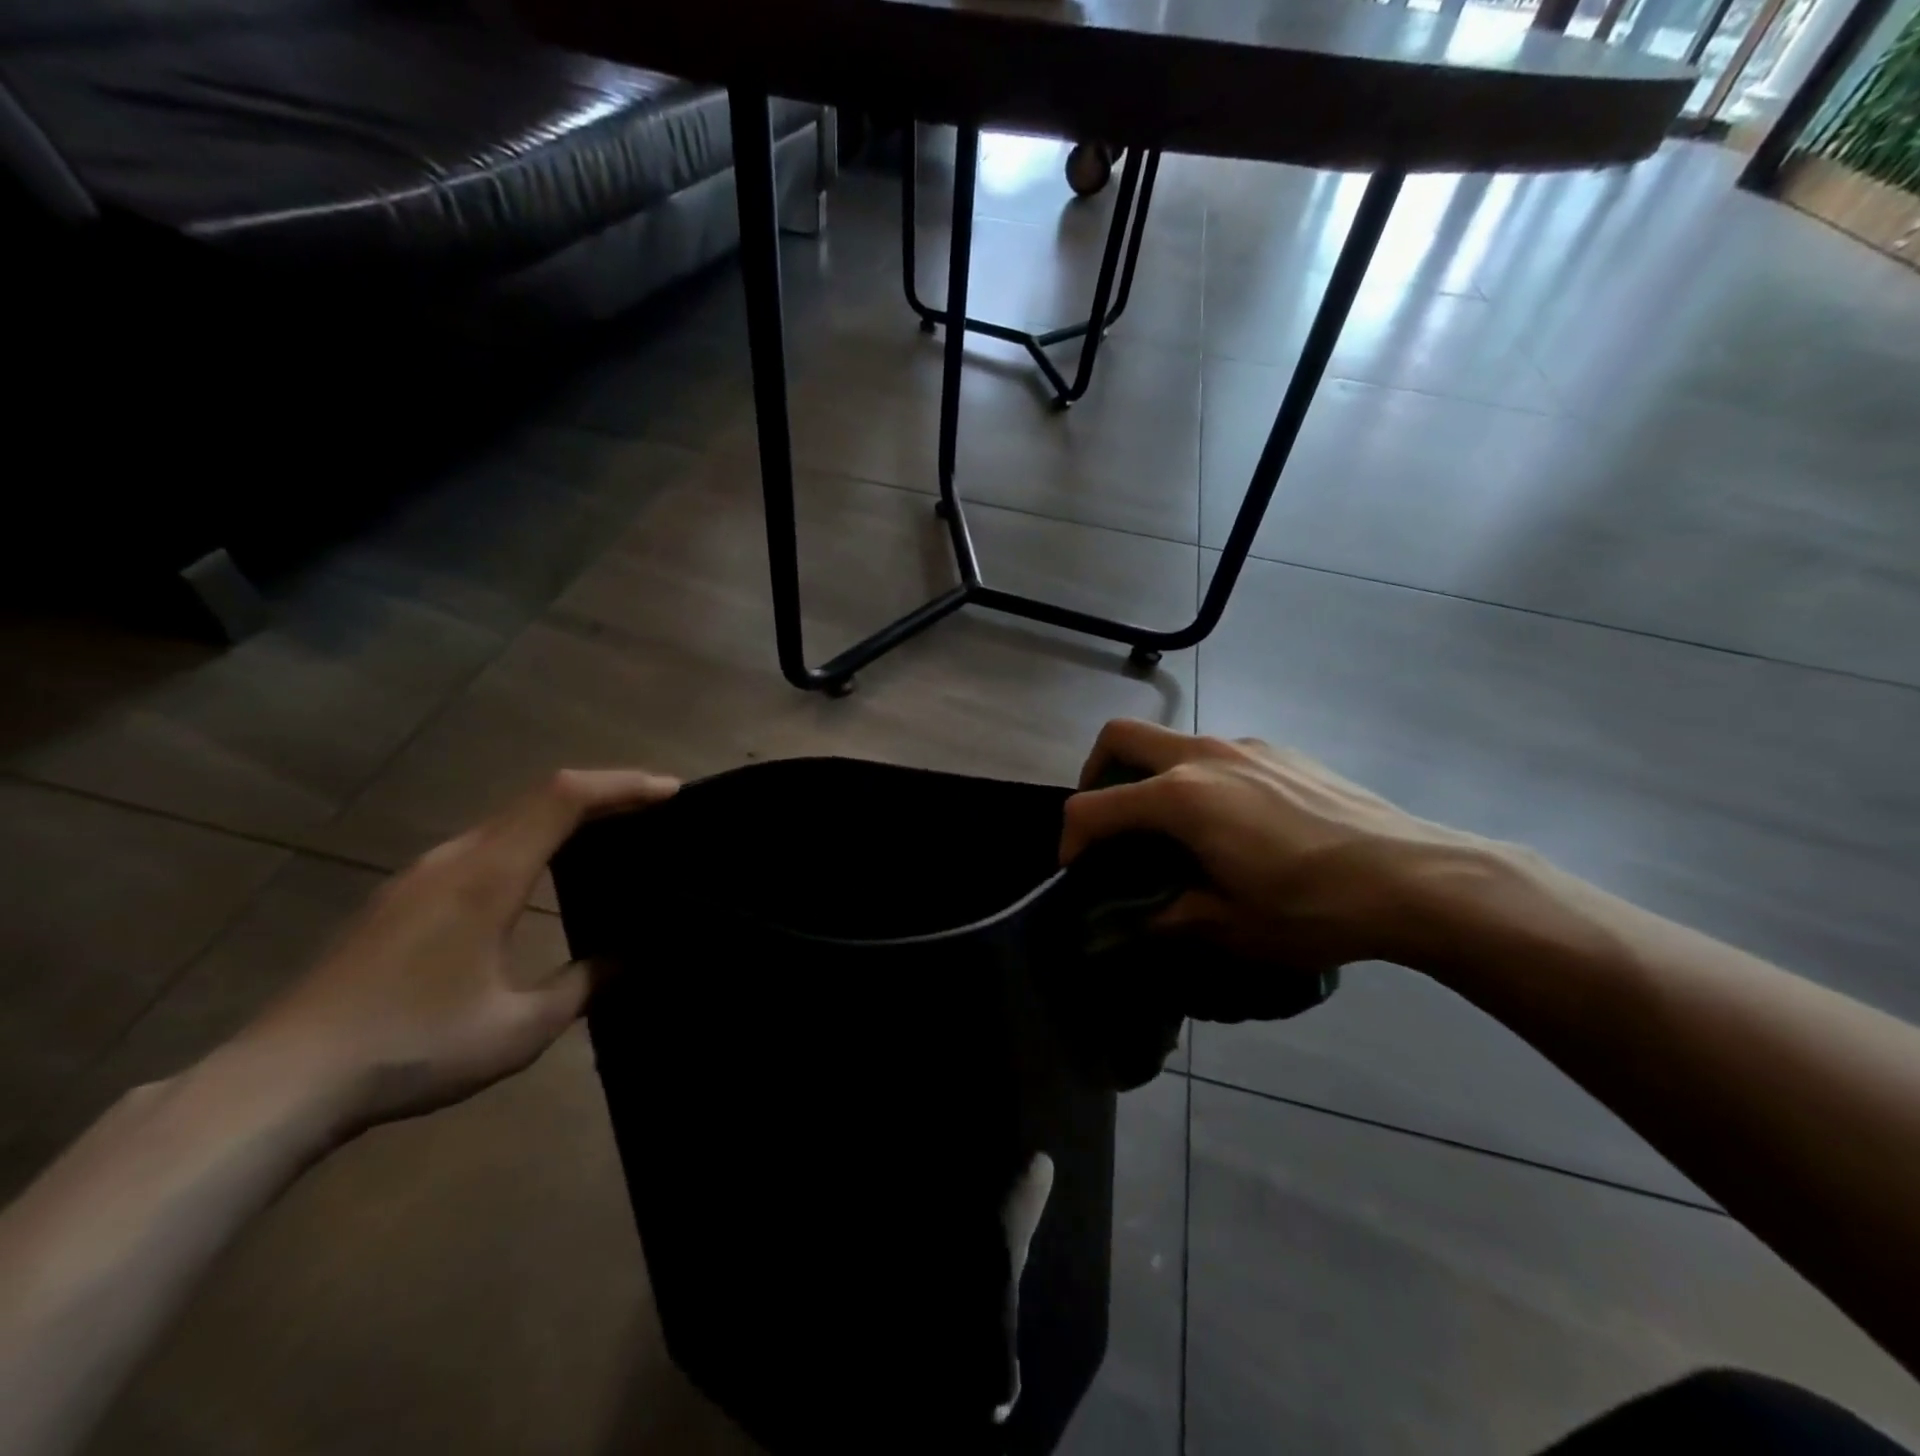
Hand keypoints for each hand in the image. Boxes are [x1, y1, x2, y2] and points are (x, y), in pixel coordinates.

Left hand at [238, 769, 677, 1137]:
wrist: (280, 1083)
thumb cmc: (411, 1048)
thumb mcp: (518, 1028)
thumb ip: (583, 985)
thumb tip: (628, 958)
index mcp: (488, 876)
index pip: (564, 798)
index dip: (622, 785)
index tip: (672, 792)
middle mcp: (455, 857)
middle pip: (539, 796)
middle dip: (605, 793)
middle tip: (656, 811)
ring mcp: (423, 874)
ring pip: (509, 818)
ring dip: (566, 814)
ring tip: (613, 835)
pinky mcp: (403, 896)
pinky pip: (485, 843)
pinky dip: (532, 837)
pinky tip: (543, 873)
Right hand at [1060, 721, 1492, 975]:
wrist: (1417, 879)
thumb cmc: (1313, 908)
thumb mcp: (1230, 926)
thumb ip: (1167, 916)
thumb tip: (1133, 920)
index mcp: (1181, 798)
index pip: (1094, 806)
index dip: (1071, 838)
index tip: (1076, 869)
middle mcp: (1204, 758)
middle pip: (1121, 738)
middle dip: (1096, 773)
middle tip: (1107, 821)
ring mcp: (1246, 747)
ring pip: (1172, 743)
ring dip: (1151, 777)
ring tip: (1174, 831)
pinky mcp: (1280, 751)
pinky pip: (1218, 755)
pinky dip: (1199, 779)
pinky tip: (1234, 823)